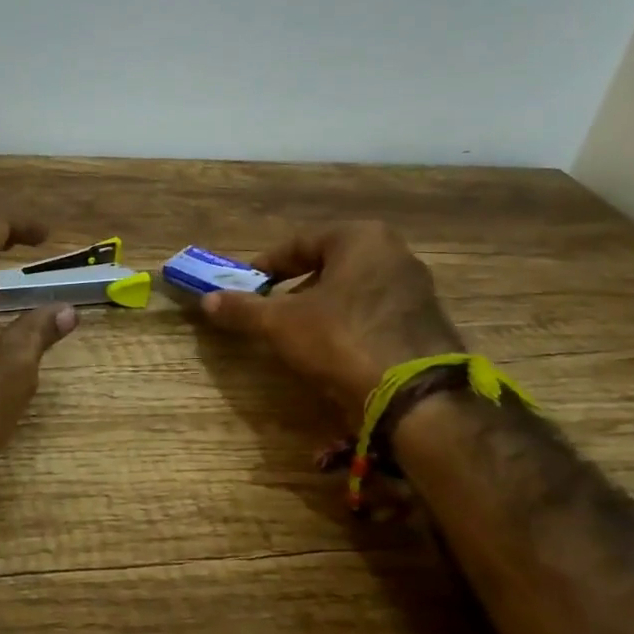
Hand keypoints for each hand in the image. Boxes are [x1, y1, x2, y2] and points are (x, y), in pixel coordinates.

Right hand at [196, 223, 462, 415]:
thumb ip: (242, 308)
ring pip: (352, 290)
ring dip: (321, 307)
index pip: (299, 243)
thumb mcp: (280, 323)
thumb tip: (207, 300)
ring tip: (296, 333)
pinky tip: (332, 349)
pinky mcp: (426, 322)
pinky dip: (347, 324)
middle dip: (295, 287)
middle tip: (269, 309)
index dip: (266, 266)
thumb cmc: (340, 339)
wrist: (414, 395)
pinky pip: (373, 313)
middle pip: (328, 265)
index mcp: (361, 238)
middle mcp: (395, 253)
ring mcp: (416, 288)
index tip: (245, 286)